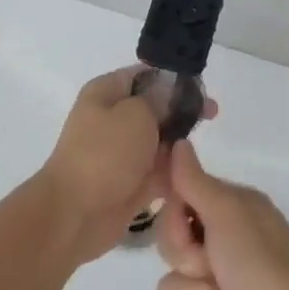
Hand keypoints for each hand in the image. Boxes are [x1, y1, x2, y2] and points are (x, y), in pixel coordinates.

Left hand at [39, 69, 211, 264]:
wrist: (76, 213)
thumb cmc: (105, 153)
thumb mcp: (136, 113)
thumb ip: (159, 100)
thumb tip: (170, 94)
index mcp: (106, 92)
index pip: (144, 75)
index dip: (173, 78)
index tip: (201, 87)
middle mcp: (112, 118)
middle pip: (155, 108)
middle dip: (182, 111)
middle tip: (212, 113)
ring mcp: (121, 152)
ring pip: (159, 140)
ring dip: (179, 143)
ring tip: (200, 146)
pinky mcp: (130, 182)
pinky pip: (159, 171)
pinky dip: (174, 171)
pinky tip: (193, 172)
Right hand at [154, 140, 288, 289]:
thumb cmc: (259, 263)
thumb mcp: (227, 212)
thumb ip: (195, 181)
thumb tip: (179, 142)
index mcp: (230, 210)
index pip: (177, 204)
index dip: (174, 222)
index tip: (187, 230)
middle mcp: (224, 242)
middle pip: (169, 248)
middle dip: (187, 263)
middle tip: (212, 267)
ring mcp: (219, 284)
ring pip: (172, 288)